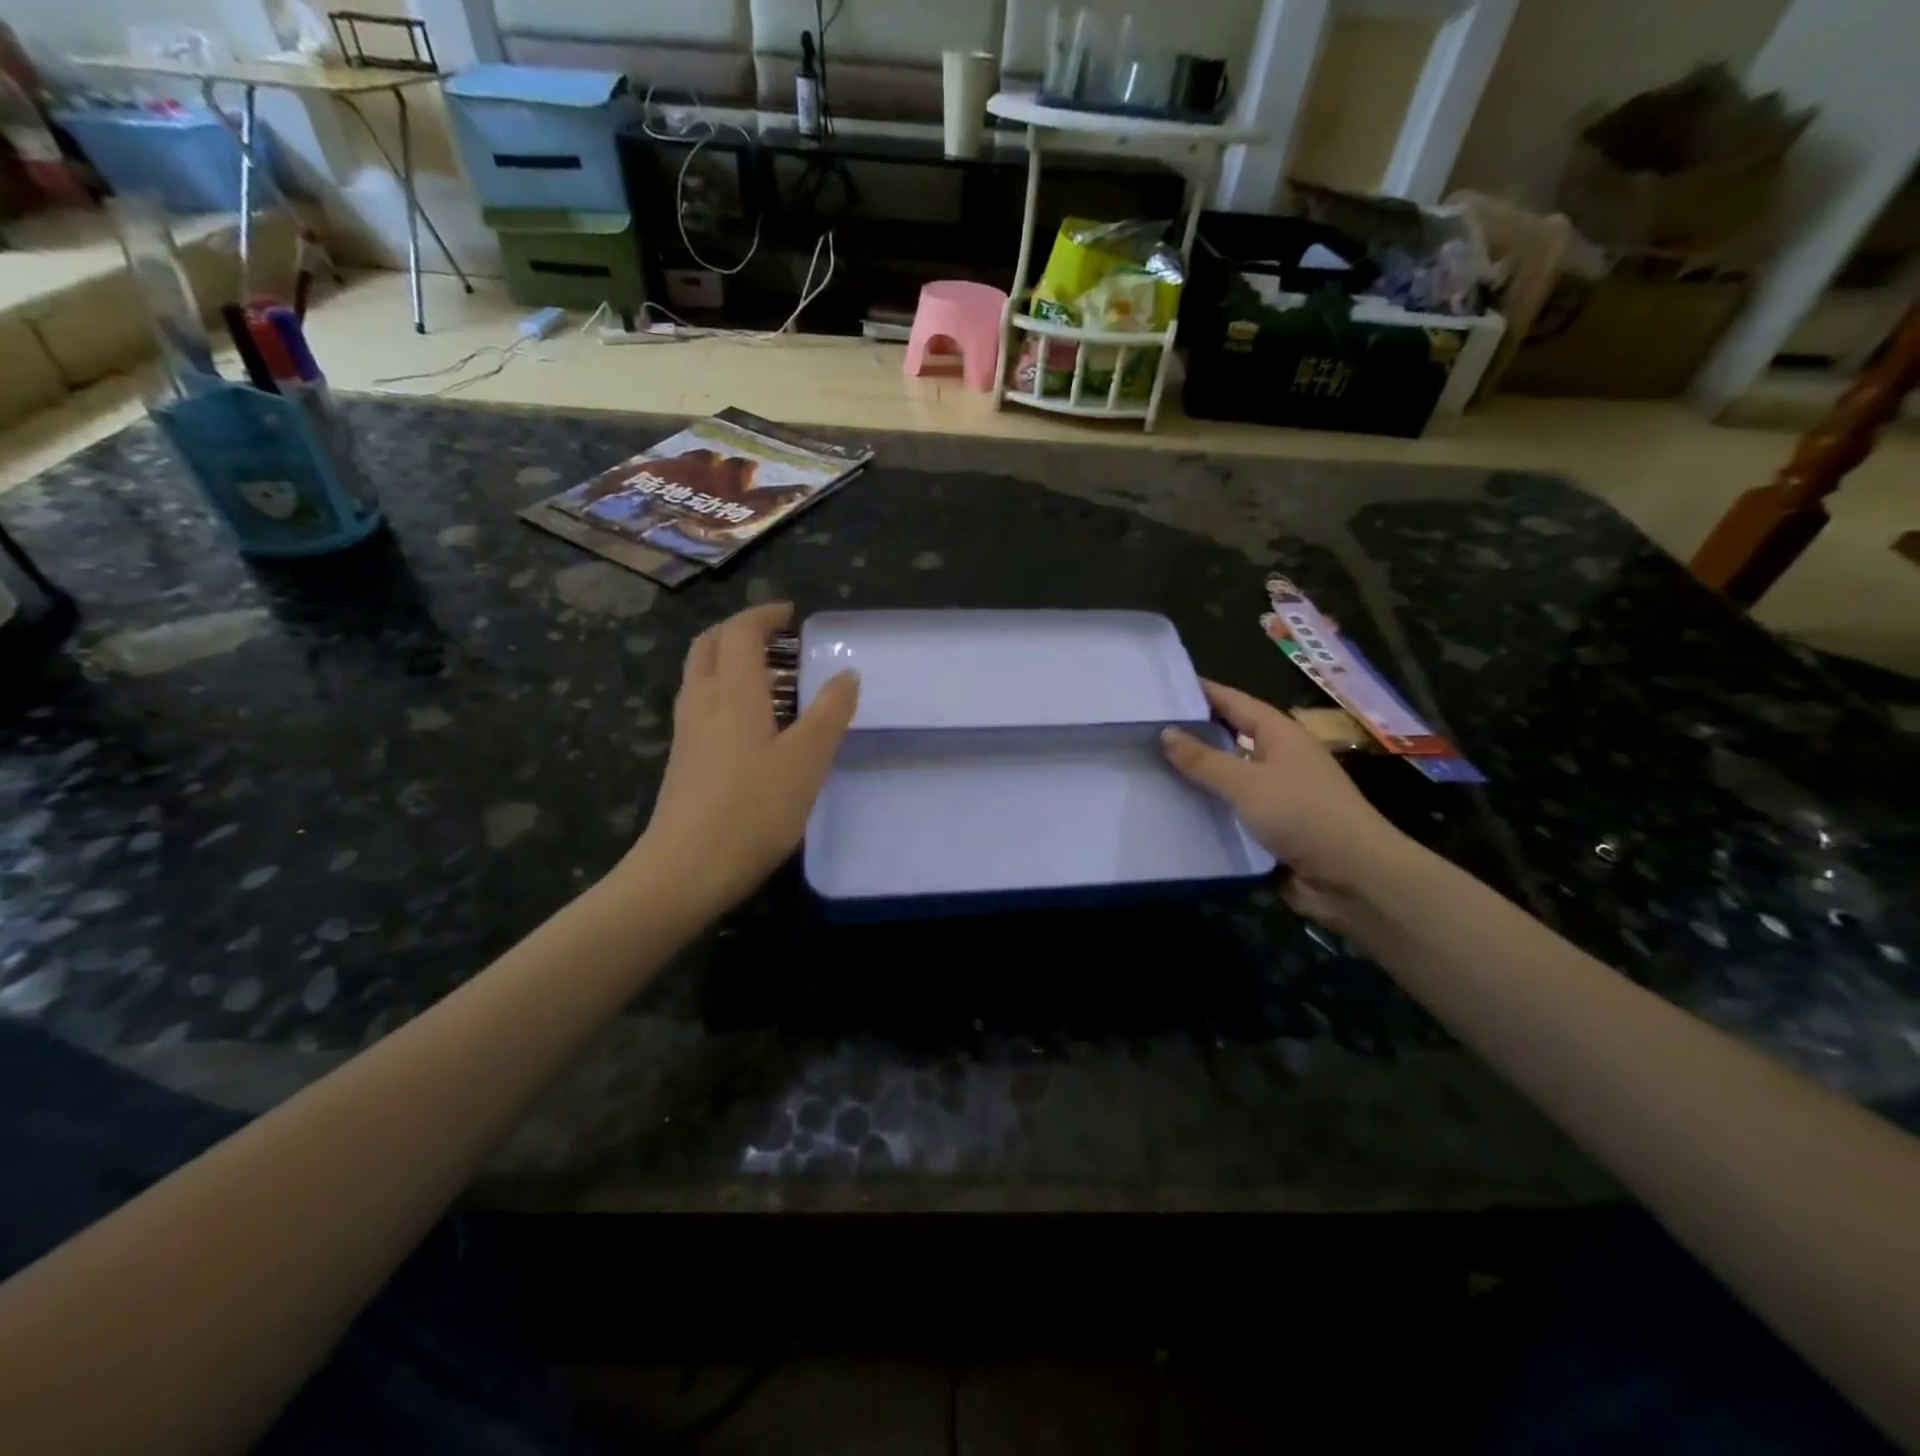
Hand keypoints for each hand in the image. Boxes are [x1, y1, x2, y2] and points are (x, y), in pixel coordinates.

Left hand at [629, 602, 858, 918]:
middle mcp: (703, 700)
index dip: (765, 616)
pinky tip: (752, 723)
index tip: (791, 614)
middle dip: (740, 631)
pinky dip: (725, 692)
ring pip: (702, 675)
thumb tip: (847, 674)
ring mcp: (687, 731)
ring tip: (772, 677)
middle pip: (710, 645)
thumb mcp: (807, 759)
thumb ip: (830, 712)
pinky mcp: (684, 759)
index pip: (742, 632)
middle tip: (776, 638)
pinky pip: (702, 705)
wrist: (687, 868)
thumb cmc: (754, 809)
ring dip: (731, 661)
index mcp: (734, 691)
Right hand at [1161, 681, 1413, 924]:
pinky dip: (1206, 809)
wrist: (1353, 879)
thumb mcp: (1248, 783)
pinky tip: (1172, 810)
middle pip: (1229, 738)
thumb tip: (1166, 732)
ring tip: (1147, 768)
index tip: (1162, 687)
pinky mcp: (1270, 829)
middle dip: (1191, 734)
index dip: (1202, 692)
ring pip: (1227, 777)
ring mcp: (1275, 795)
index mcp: (1280, 735)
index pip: (1234, 702)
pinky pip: (1230, 812)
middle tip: (1143, 730)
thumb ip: (1204, 760)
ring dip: (1195, 776)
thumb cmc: (1304, 816)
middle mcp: (1278, 759)